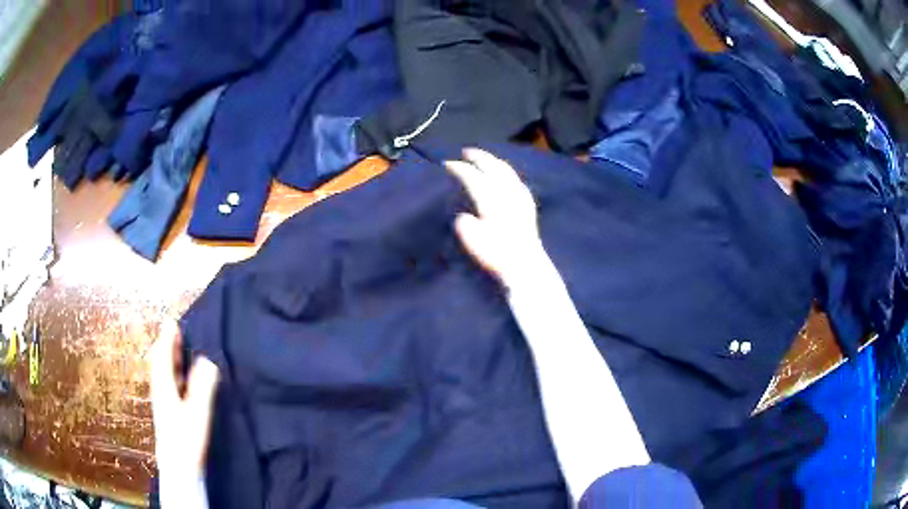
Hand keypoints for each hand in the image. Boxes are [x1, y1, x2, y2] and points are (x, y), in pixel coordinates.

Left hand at [149, 319, 218, 475]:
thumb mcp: (197, 412)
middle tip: (174, 330)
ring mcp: (163, 402)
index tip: (173, 322)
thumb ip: (202, 386)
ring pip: (163, 373)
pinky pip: (168, 382)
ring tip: (176, 347)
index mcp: (164, 386)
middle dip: (166, 345)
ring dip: (169, 357)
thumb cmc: (186, 438)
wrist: (178, 467)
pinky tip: (180, 377)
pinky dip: (172, 371)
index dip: (167, 340)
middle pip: (160, 362)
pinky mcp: (168, 411)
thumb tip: (208, 360)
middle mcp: (160, 390)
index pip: (163, 357)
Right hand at [446, 148, 548, 287]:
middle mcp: (507, 194)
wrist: (526, 265)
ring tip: (485, 158)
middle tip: (465, 152)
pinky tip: (506, 176)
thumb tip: (463, 219)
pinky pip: (516, 180)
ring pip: (506, 171)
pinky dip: (507, 173)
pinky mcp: (528, 204)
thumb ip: (468, 228)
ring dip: (494, 161)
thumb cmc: (498, 256)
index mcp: (492, 201)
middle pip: (493, 168)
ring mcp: (520, 197)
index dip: (459, 168)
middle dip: (479, 157)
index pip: (474, 177)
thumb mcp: (476, 244)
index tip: (447, 163)